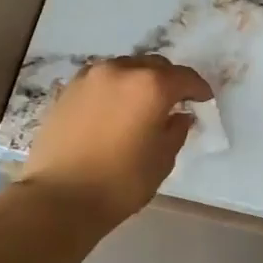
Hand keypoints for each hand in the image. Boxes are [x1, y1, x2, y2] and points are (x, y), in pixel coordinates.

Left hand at [21, 56, 213, 222]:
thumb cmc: (120, 182)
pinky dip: (114, 88)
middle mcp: (121, 70)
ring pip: (125, 68)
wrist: (59, 197)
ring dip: (139, 80)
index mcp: (151, 85)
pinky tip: (114, 109)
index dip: (198, 88)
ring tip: (142, 105)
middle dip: (168, 80)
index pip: (184, 77)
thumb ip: (176, 131)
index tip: (203, 100)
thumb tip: (179, 116)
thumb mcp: (162, 160)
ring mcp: (90, 77)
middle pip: (154, 65)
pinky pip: (101, 80)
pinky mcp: (68, 90)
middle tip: (174, 102)